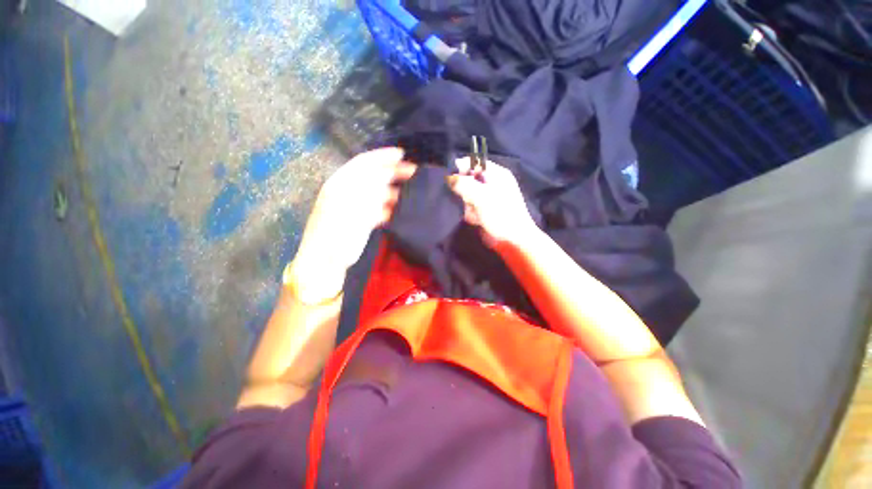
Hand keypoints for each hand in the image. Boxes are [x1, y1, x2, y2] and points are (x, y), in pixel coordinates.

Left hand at [288, 147, 415, 302]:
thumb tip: (387, 175)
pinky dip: (392, 208)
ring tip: (414, 194)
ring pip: (380, 193)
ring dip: (396, 192)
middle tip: (416, 173)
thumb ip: (370, 190)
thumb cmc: (336, 231)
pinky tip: (403, 210)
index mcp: (342, 182)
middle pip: (375, 177)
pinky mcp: (364, 220)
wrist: (326, 260)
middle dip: (394, 173)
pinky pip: (381, 209)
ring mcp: (358, 206)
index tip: (402, 154)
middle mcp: (350, 190)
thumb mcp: (352, 207)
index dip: (382, 156)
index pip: (364, 163)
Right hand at [447, 158, 537, 248]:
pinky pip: (470, 207)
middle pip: (468, 180)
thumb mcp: (481, 196)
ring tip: (476, 214)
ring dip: (468, 206)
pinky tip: (477, 220)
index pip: (475, 163)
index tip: (451, 178)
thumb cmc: (500, 214)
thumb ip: (464, 184)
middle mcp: (492, 184)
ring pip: (467, 196)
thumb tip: (449, 176)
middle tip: (469, 200)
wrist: (512, 241)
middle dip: (465, 192)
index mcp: (497, 174)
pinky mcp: (483, 211)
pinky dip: (471, 214)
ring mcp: (487, 198)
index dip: (462, 169)